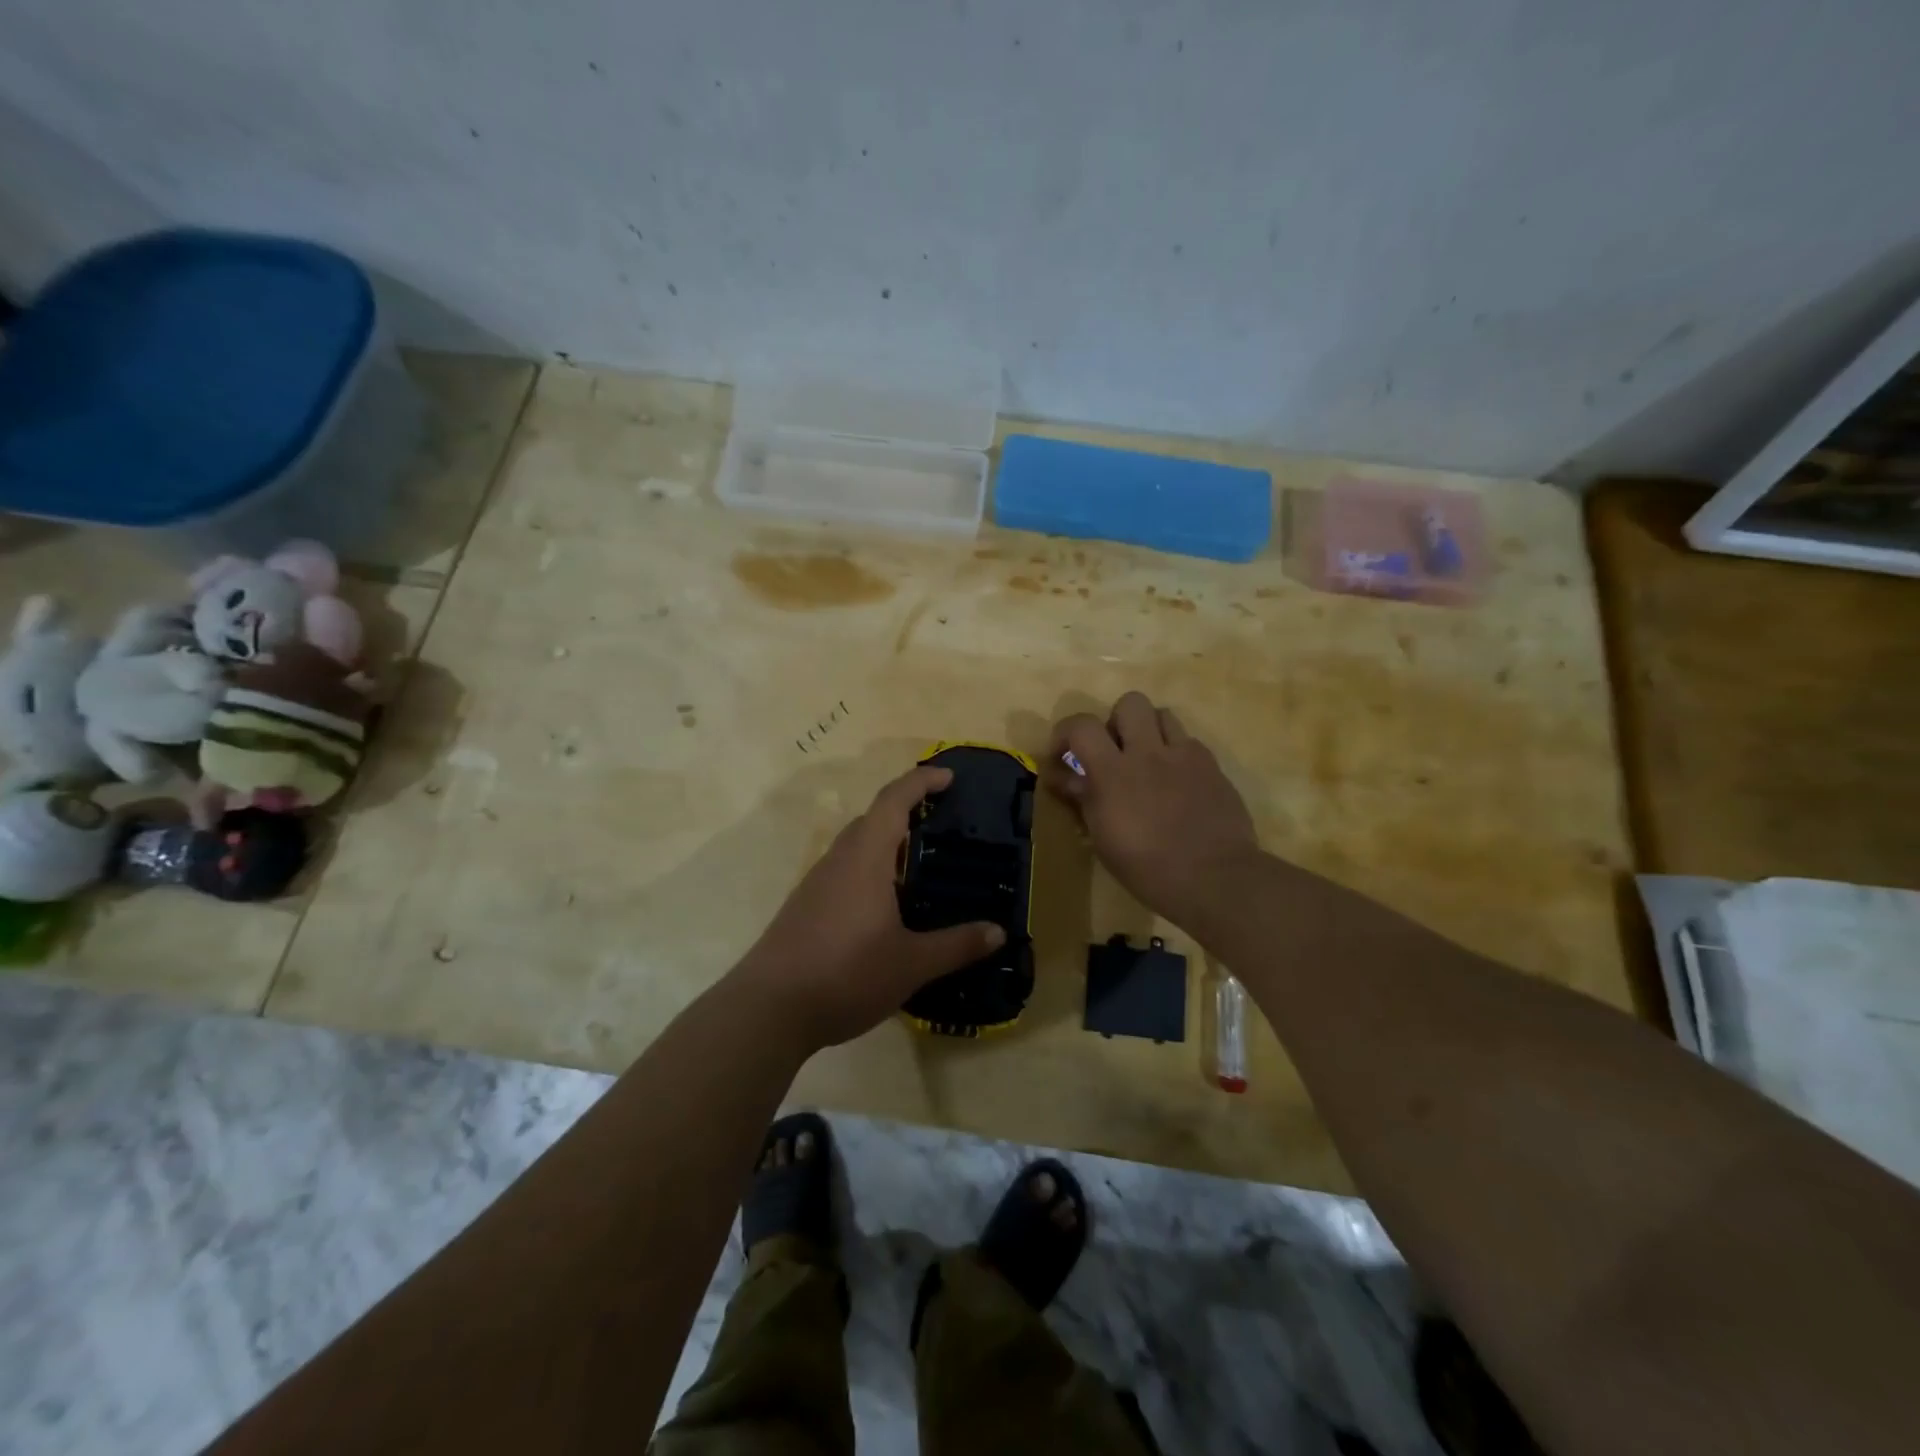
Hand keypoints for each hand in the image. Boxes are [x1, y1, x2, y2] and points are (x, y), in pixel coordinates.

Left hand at [735, 766, 1005, 1049]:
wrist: (768, 1009)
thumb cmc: (846, 973)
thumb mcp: (912, 964)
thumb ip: (957, 945)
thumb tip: (998, 932)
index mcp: (865, 858)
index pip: (894, 800)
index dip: (921, 782)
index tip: (949, 777)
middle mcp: (839, 860)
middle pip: (873, 818)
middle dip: (906, 811)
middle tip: (942, 824)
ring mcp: (817, 883)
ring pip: (856, 846)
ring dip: (887, 844)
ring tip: (920, 866)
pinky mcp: (805, 907)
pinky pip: (845, 871)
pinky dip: (871, 871)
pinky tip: (886, 906)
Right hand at [1046, 691, 1261, 929]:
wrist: (1215, 879)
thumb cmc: (1148, 869)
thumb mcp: (1103, 839)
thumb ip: (1083, 798)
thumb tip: (1062, 777)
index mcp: (1113, 773)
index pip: (1081, 725)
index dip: (1065, 732)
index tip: (1063, 755)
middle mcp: (1149, 753)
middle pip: (1130, 703)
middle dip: (1116, 721)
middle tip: (1114, 752)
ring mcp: (1185, 756)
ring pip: (1163, 714)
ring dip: (1149, 731)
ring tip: (1147, 761)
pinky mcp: (1212, 767)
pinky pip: (1189, 743)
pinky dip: (1176, 755)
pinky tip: (1177, 784)